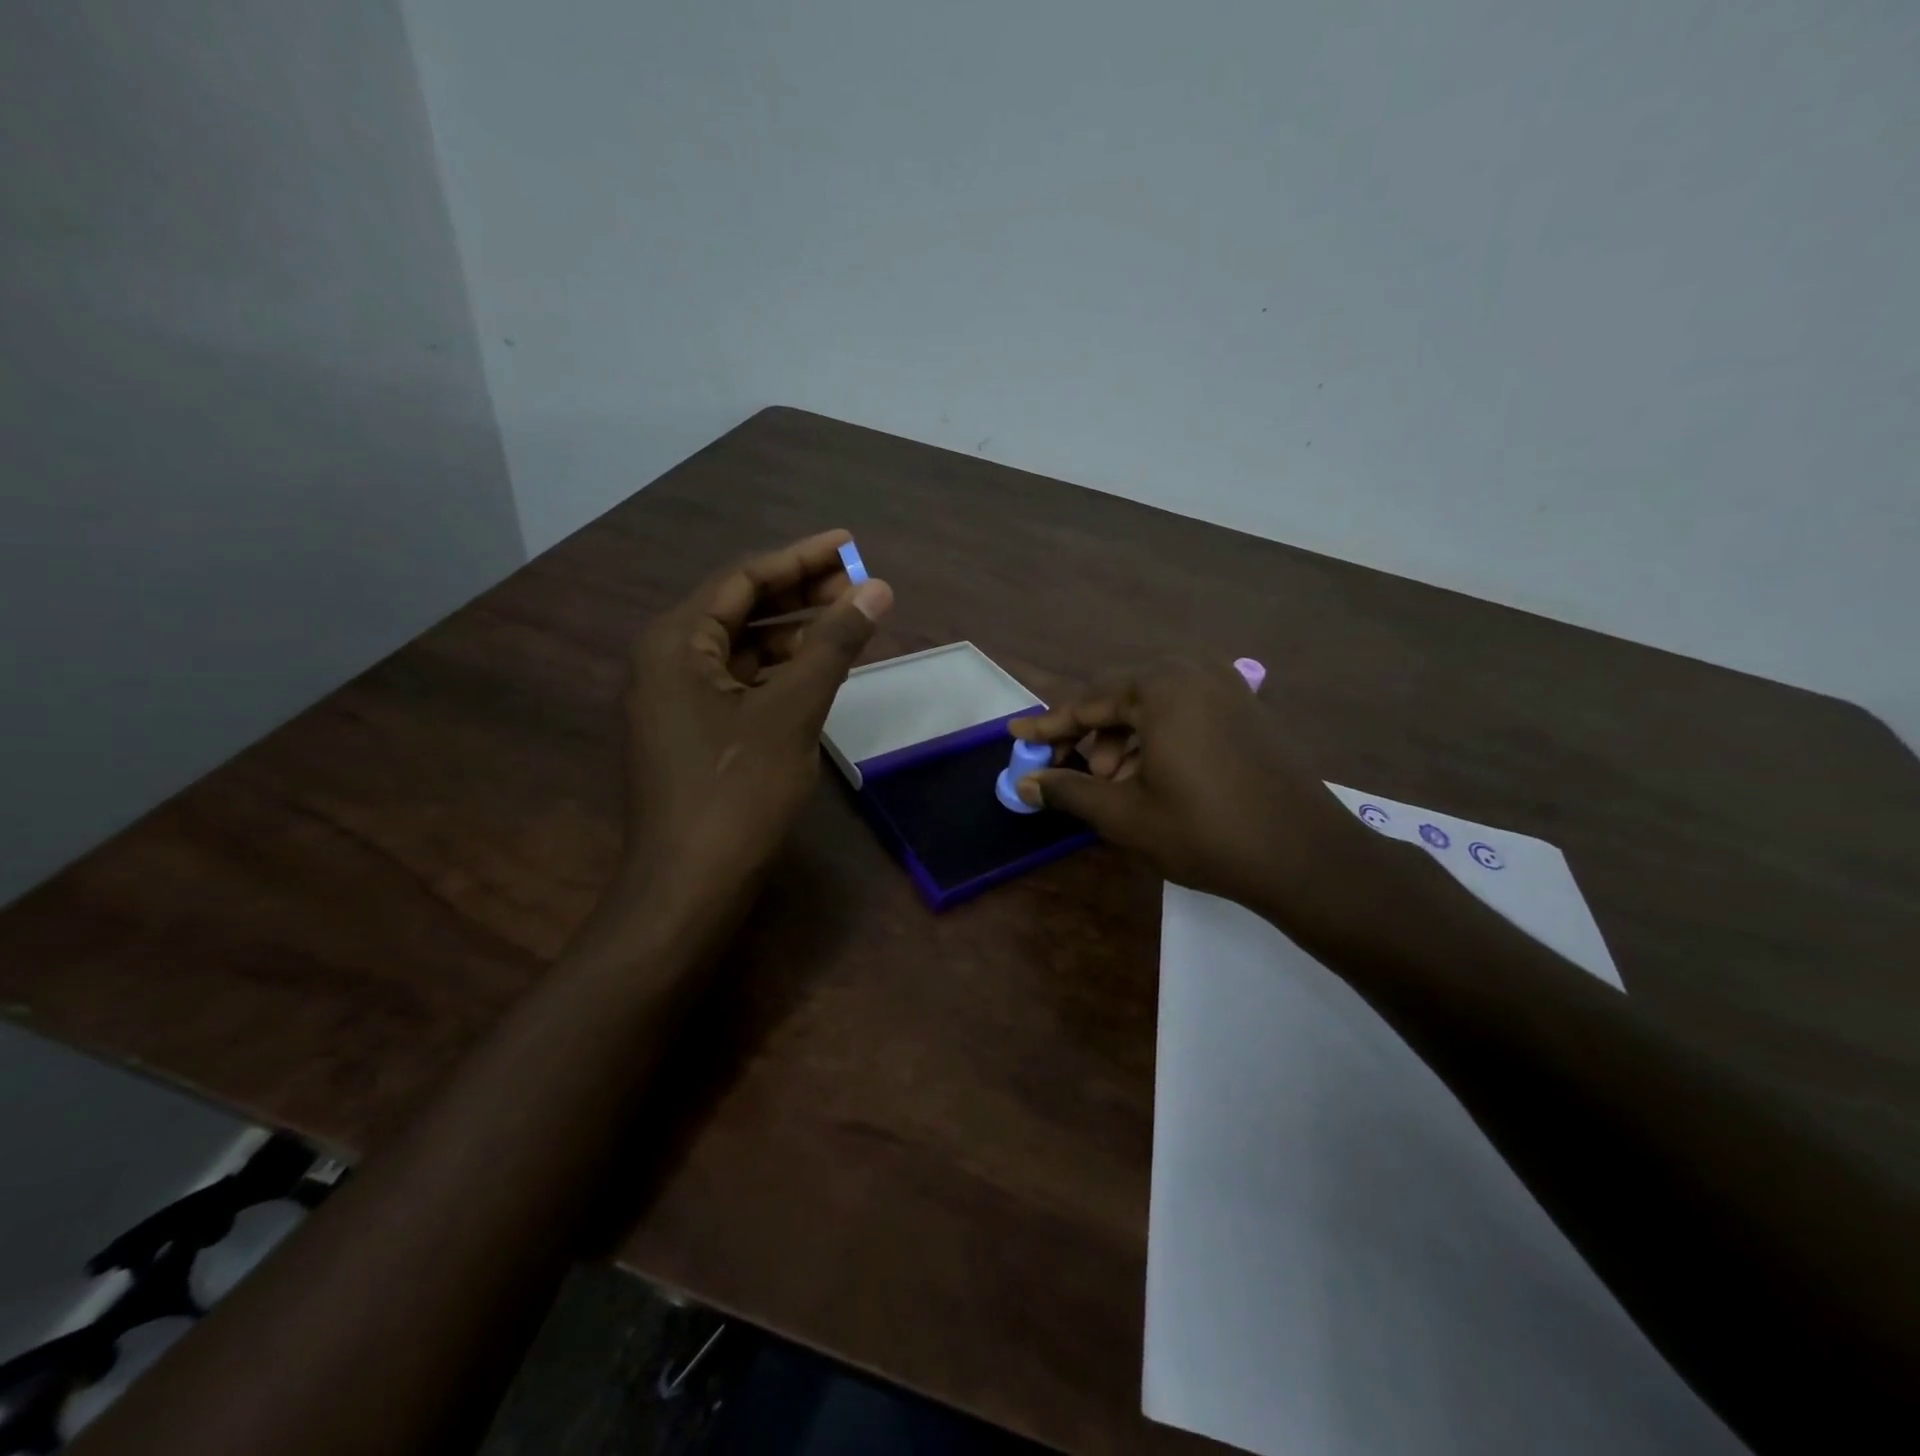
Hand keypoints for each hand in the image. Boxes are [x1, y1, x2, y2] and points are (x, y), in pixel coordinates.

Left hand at [616, 529, 892, 919]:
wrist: (690, 884)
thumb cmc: (737, 791)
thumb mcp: (791, 711)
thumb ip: (833, 645)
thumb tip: (876, 590)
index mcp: (677, 642)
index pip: (744, 579)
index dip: (801, 558)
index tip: (850, 544)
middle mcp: (668, 660)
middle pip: (742, 609)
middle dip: (801, 594)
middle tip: (860, 585)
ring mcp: (679, 698)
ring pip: (745, 648)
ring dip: (796, 634)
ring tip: (851, 623)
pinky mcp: (695, 731)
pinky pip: (743, 683)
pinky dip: (782, 672)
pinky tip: (821, 669)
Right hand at [1009, 659, 1437, 948]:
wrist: (1306, 857)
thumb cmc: (1205, 832)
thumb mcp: (1124, 815)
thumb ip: (1068, 791)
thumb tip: (1023, 784)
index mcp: (1160, 687)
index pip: (1087, 702)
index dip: (1048, 725)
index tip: (1016, 736)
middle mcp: (1193, 672)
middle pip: (1119, 697)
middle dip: (1090, 735)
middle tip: (1074, 772)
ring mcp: (1226, 687)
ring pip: (1152, 706)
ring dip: (1123, 740)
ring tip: (1114, 784)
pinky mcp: (1245, 708)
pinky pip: (1184, 712)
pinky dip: (1157, 739)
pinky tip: (1151, 777)